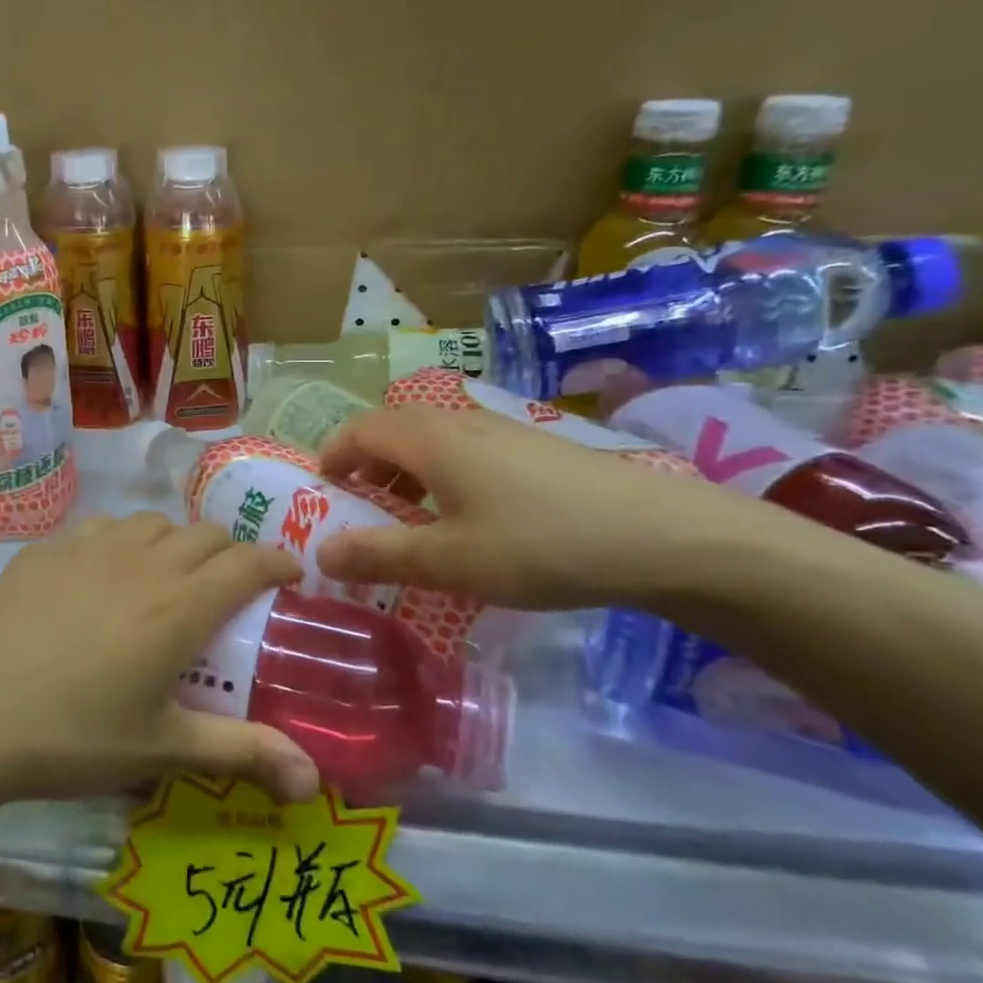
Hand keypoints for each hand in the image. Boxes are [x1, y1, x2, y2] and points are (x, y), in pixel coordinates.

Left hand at [0, 514, 317, 807]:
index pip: (247, 562)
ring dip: (174, 542)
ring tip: (166, 578)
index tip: (290, 575)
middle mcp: (141, 561)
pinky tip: (101, 577)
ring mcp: (88, 548)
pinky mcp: (45, 550)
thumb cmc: (72, 736)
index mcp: (179, 604)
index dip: (277, 562)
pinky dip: (120, 543)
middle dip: (230, 552)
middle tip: (229, 589)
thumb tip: (313, 781)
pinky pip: (100, 529)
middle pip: (204, 533)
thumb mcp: (162, 748)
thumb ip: (241, 753)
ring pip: (151, 523)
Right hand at [314, 405, 754, 609]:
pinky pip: (464, 449)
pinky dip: (441, 475)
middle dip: (364, 465)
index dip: (331, 456)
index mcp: (428, 439)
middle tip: (360, 511)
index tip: (321, 493)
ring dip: (404, 472)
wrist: (662, 535)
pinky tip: (468, 518)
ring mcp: (500, 429)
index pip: (358, 430)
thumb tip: (319, 554)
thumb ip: (379, 556)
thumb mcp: (448, 561)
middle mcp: (458, 421)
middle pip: (391, 429)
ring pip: (430, 438)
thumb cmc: (538, 544)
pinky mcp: (533, 447)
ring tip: (410, 519)